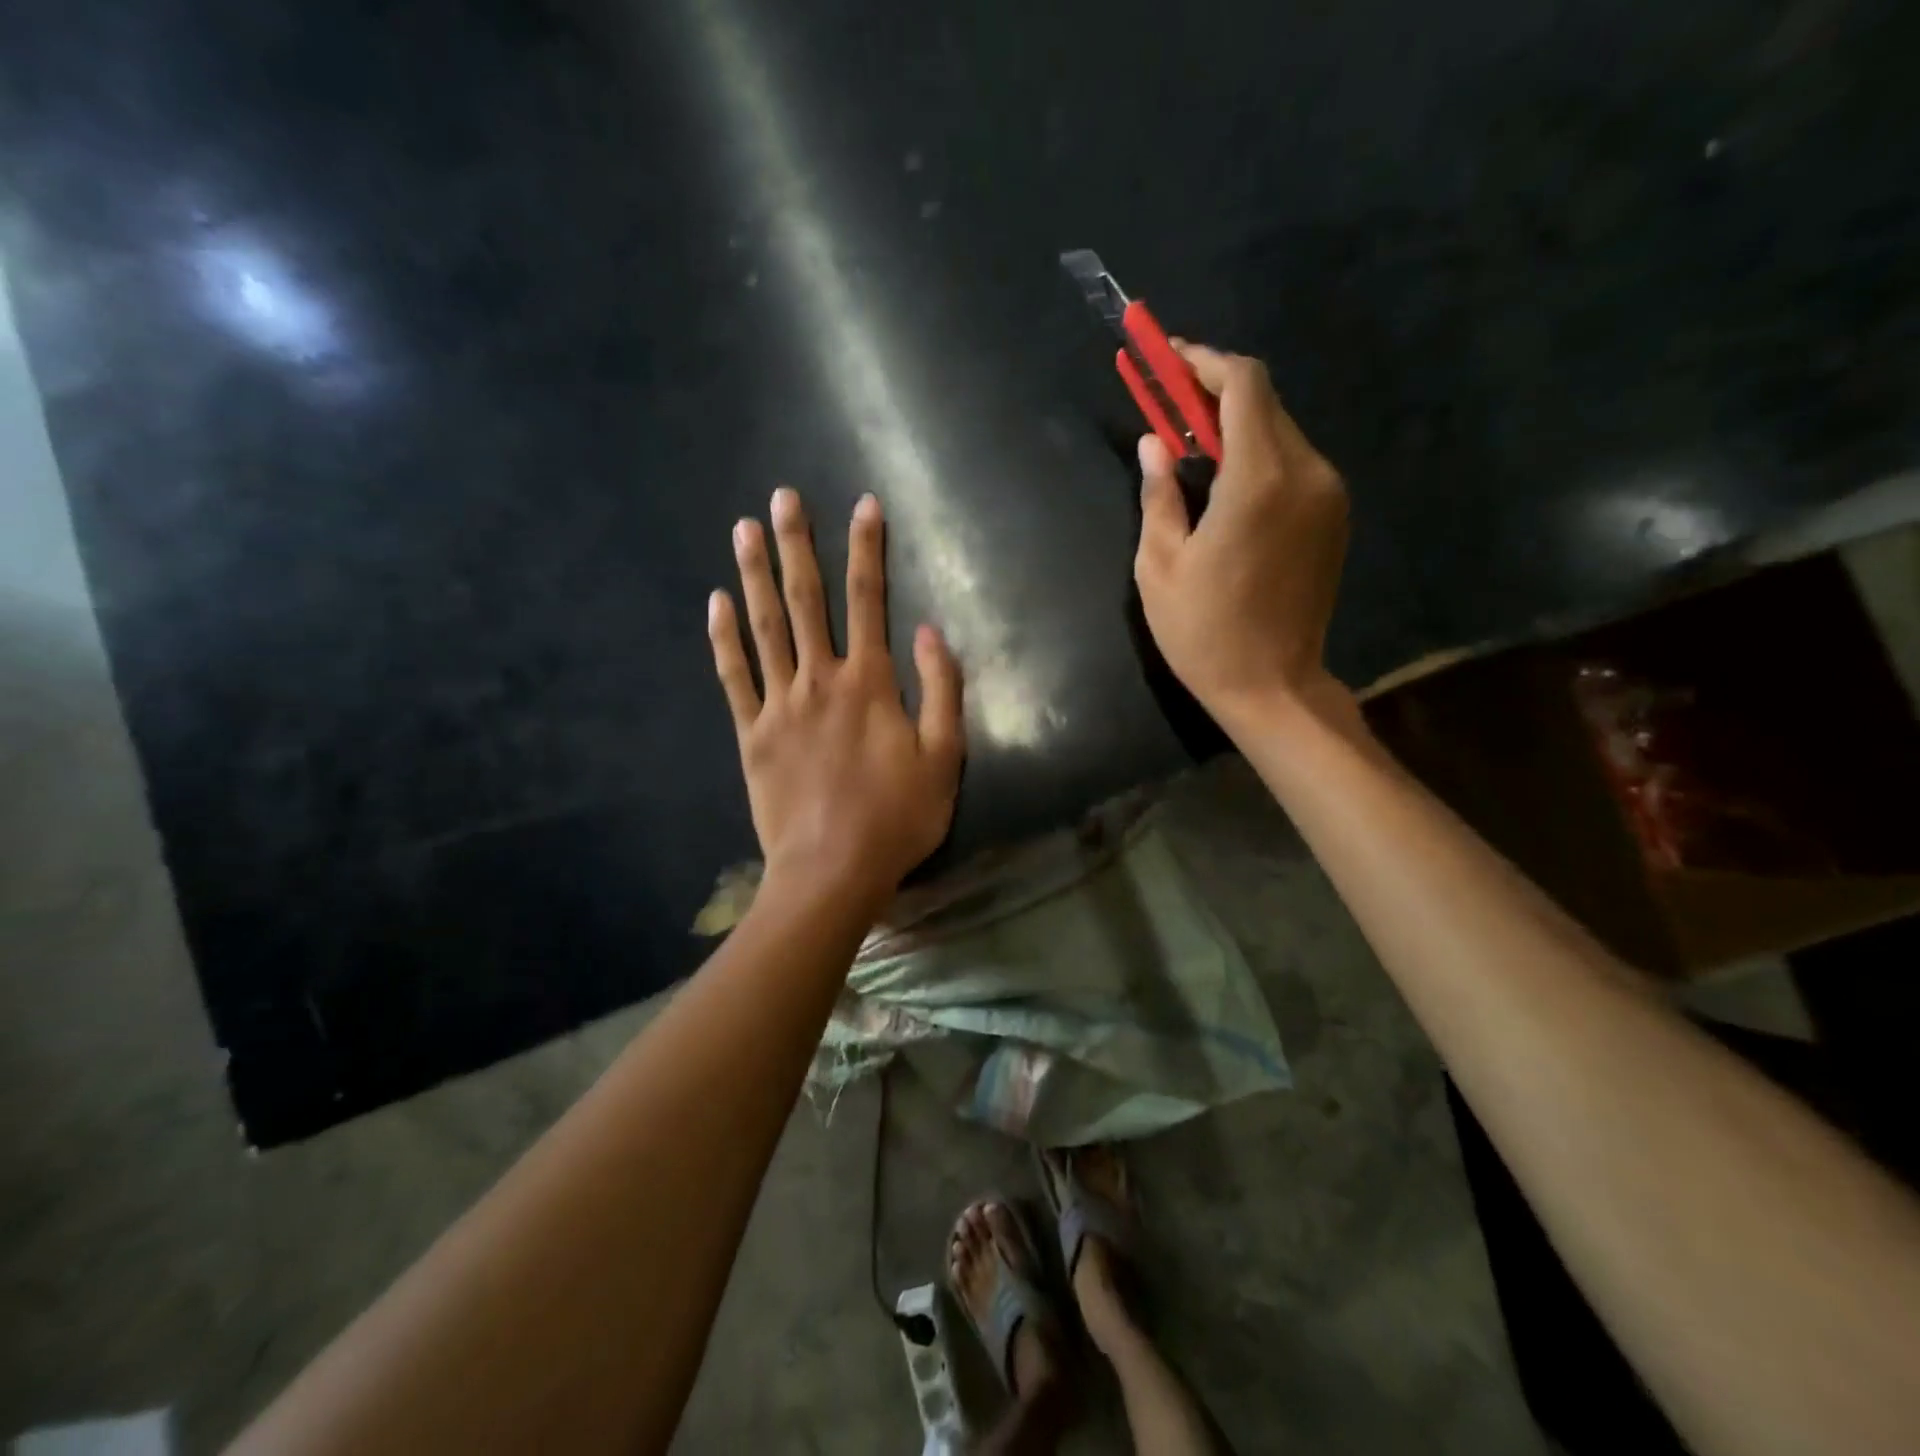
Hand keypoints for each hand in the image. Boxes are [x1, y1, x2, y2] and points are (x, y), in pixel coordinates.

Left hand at [709, 487, 964, 906]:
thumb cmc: (896, 817)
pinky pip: (734, 677)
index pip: (869, 600)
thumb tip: (928, 631)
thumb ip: (940, 689)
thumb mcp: (945, 757)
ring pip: (765, 627)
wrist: (832, 870)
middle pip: (807, 601)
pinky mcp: (752, 734)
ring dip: (755, 576)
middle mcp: (820, 680)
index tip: (864, 506)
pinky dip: (724, 638)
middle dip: (798, 545)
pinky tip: (716, 603)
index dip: (868, 549)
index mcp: (869, 683)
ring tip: (743, 530)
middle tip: (783, 497)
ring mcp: (780, 705)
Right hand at [1133, 341, 1350, 733]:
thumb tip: (1154, 445)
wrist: (1274, 686)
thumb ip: (1158, 495)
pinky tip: (1226, 484)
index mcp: (1259, 481)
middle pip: (1264, 403)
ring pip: (1281, 431)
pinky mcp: (1334, 517)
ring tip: (1191, 449)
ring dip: (1235, 426)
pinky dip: (1258, 455)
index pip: (1243, 385)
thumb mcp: (1159, 567)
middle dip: (1214, 393)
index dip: (1204, 363)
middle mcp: (1307, 473)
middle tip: (1168, 405)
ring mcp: (1329, 495)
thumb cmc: (1204, 632)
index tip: (1168, 361)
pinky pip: (1294, 463)